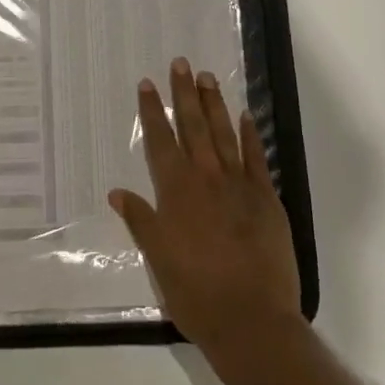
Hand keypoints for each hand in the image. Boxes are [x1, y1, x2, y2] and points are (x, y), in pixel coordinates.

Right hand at [110, 57, 304, 368]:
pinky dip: (249, 135)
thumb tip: (118, 191)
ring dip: (214, 104)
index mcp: (176, 192)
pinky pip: (256, 158)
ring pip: (224, 134)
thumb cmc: (195, 293)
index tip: (147, 84)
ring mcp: (239, 186)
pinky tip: (245, 116)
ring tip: (207, 77)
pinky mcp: (267, 199)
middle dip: (184, 93)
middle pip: (193, 127)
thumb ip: (140, 220)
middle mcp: (206, 179)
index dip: (152, 111)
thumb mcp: (158, 259)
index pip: (160, 141)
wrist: (251, 320)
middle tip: (181, 64)